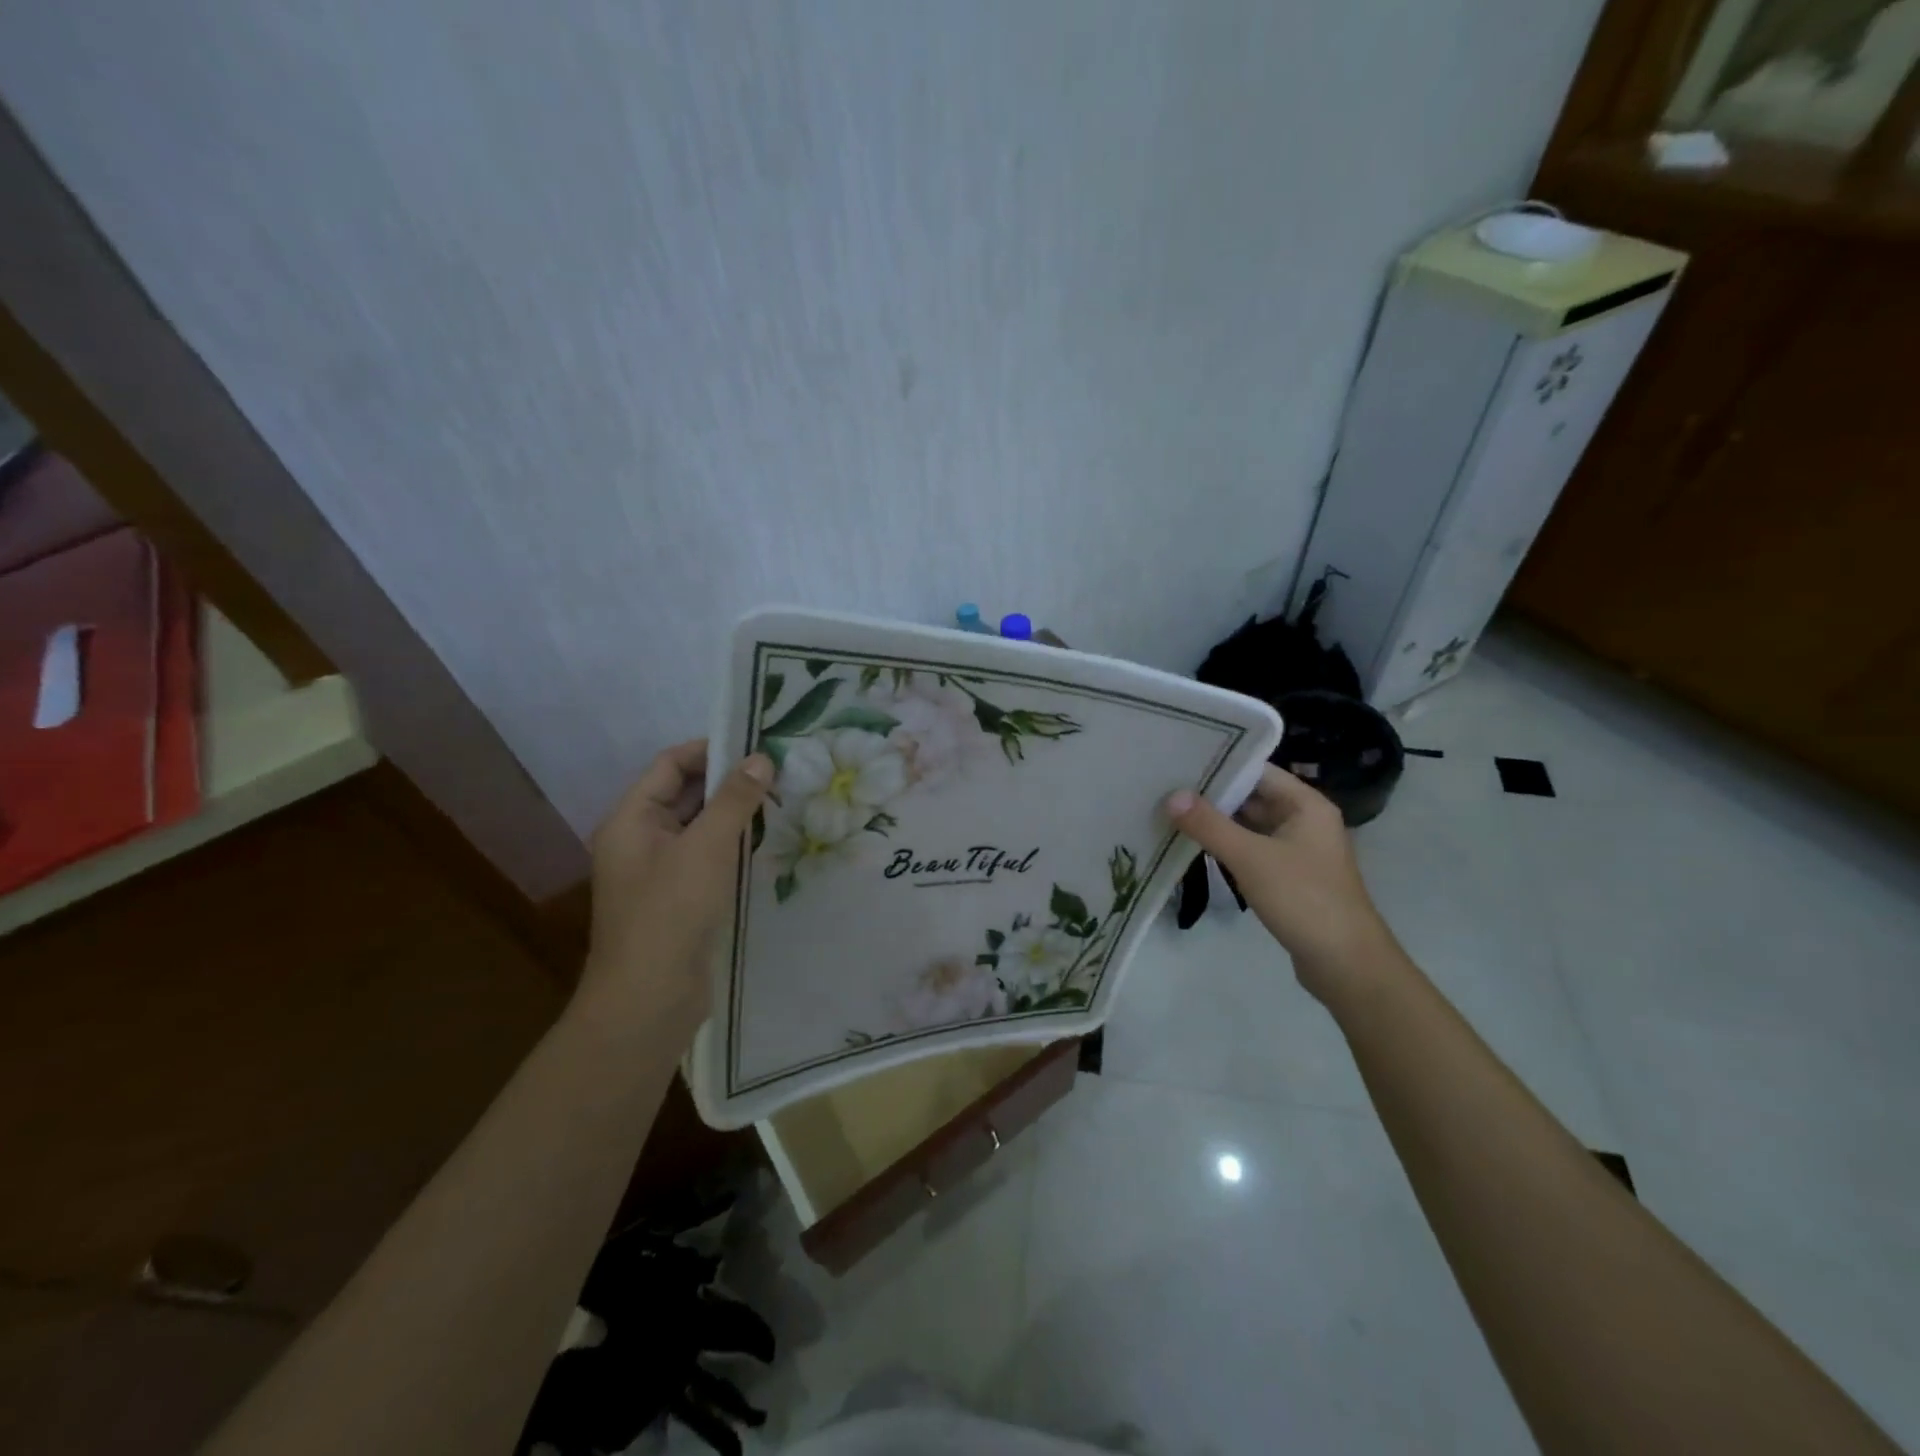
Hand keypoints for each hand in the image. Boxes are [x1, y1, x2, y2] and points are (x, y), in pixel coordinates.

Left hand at [580, 741, 772, 1033]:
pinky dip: (733, 845)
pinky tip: (767, 843)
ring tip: (782, 802)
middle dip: (729, 782)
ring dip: (735, 814)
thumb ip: (734, 799)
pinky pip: (707, 857)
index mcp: (632, 818)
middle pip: (686, 794)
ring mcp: (659, 871)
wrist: (650, 999)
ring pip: (700, 827)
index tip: (758, 746)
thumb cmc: (671, 912)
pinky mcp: (679, 898)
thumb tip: (761, 759)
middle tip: (779, 773)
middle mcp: (640, 839)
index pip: (671, 764)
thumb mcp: (707, 847)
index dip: (712, 750)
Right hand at [1166, 765, 1398, 1002]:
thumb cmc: (1303, 899)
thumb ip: (1209, 825)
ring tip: (1171, 812)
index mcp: (1306, 805)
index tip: (1180, 760)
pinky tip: (1195, 846)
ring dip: (1217, 822)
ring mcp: (1298, 850)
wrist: (1346, 964)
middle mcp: (1305, 820)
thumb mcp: (1251, 858)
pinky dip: (1227, 847)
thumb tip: (1172, 795)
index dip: (1220, 764)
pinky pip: (1252, 850)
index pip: (1257, 770)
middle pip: (1253, 797)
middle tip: (1166, 786)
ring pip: (1250, 825)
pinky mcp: (1289, 877)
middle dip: (1212, 794)